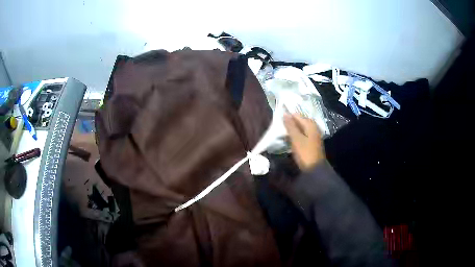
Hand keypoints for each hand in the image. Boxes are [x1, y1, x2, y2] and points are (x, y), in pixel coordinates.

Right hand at [283, 113, 324, 170]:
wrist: (315, 169)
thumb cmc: (305, 153)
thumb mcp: (296, 139)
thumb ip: (290, 126)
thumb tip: (285, 114)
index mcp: (310, 124)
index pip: (296, 115)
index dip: (287, 116)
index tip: (277, 120)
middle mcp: (313, 127)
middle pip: (299, 121)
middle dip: (289, 123)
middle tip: (278, 127)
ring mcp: (313, 135)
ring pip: (300, 129)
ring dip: (291, 131)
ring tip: (281, 134)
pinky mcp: (311, 142)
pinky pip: (301, 135)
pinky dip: (295, 136)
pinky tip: (288, 140)